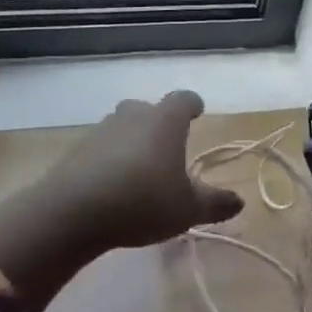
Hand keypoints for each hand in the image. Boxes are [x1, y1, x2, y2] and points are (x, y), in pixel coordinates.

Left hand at [0, 92, 241, 311]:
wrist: (72, 212)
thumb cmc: (143, 202)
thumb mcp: (188, 209)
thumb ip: (215, 203)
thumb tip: (239, 201)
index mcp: (165, 122)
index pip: (183, 99)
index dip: (192, 104)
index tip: (197, 111)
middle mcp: (132, 116)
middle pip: (148, 109)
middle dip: (158, 123)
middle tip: (167, 145)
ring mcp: (100, 131)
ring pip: (121, 127)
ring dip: (131, 141)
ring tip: (139, 169)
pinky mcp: (75, 151)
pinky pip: (100, 148)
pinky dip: (109, 159)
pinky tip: (112, 184)